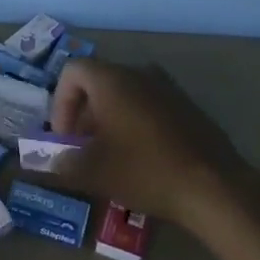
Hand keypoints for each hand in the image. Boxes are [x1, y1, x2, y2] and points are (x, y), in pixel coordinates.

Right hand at [49, 58, 246, 228]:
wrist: (214, 187)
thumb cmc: (145, 171)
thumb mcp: (93, 172)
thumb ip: (60, 164)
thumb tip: (44, 163)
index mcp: (112, 80)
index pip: (71, 72)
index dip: (60, 104)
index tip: (65, 138)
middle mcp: (139, 73)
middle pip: (97, 82)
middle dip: (83, 115)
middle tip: (82, 150)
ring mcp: (167, 87)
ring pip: (124, 94)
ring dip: (108, 120)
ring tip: (110, 157)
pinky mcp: (187, 106)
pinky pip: (149, 104)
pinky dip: (134, 123)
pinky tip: (141, 158)